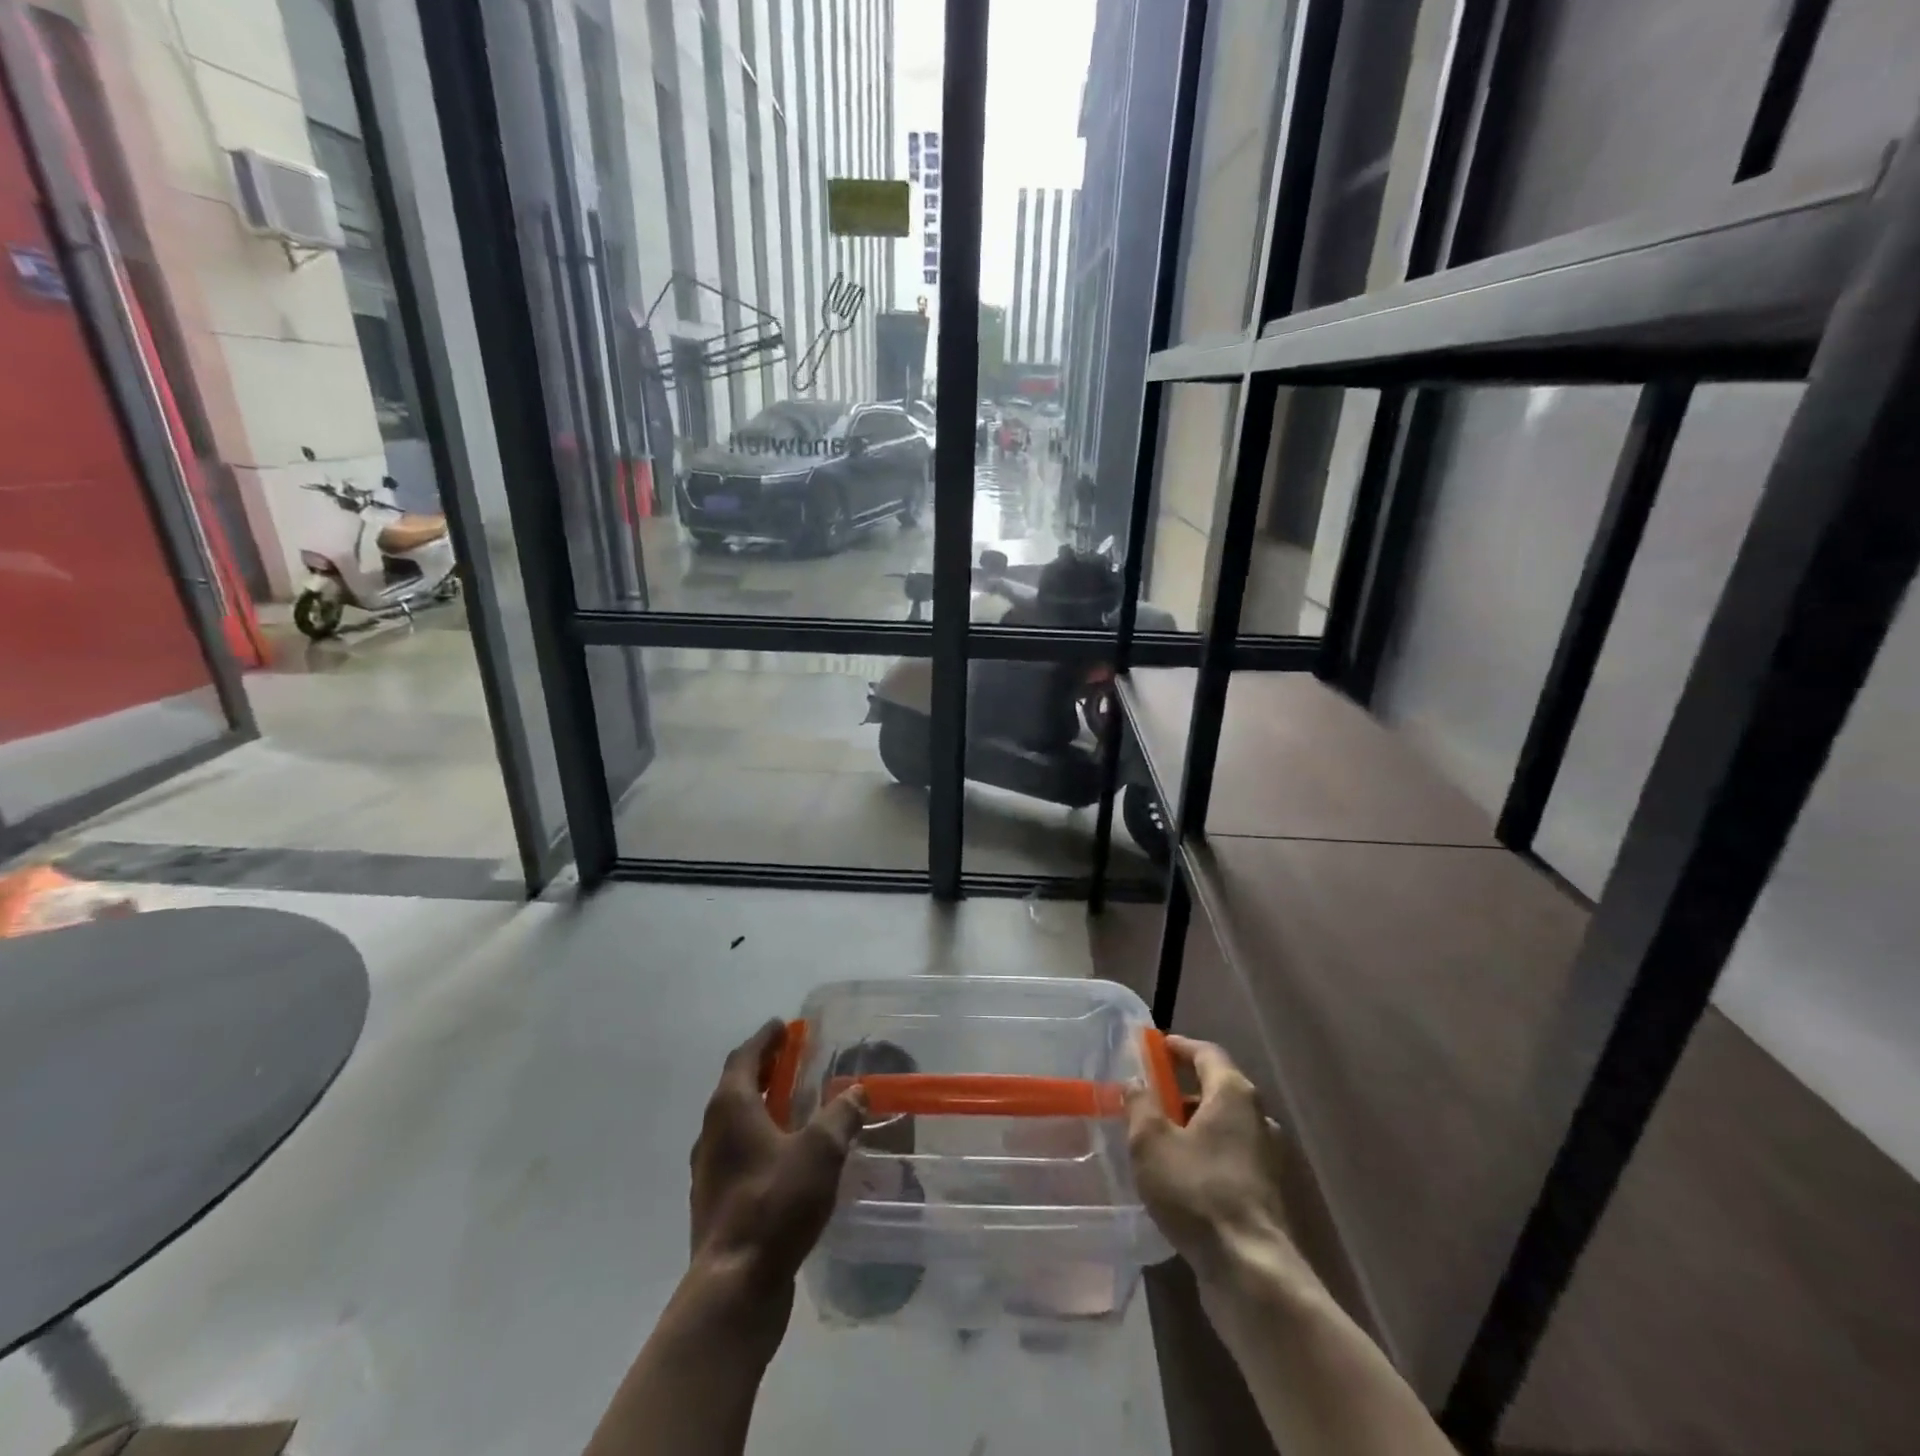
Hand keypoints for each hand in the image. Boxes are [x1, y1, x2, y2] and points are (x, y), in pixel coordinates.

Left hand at [689, 1020, 866, 1302]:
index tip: (783, 1026)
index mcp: (730, 1108)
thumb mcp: (820, 1151)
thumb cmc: (775, 1204)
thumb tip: (856, 1092)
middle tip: (792, 1060)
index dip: (765, 1039)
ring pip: (735, 1123)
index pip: (743, 1057)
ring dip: (761, 1106)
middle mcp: (711, 1133)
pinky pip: (738, 1154)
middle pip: (736, 1087)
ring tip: (793, 1106)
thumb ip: (840, 1115)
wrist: (734, 1288)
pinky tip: (785, 1157)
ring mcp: (709, 1172)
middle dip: (764, 1070)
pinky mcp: (715, 1204)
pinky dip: (759, 1140)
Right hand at [1125, 1036, 1307, 1285]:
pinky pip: (1230, 1154)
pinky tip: (1180, 1173)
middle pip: (1217, 1087)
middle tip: (1149, 1093)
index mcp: (1233, 1093)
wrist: (1250, 1269)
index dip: (1179, 1046)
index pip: (1206, 1053)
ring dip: (1193, 1123)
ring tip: (1158, 1135)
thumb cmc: (1197, 1190)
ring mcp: (1266, 1155)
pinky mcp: (1265, 1190)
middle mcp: (1257, 1116)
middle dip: (1182, 1087)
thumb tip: (1134, 1083)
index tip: (1154, 1047)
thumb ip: (1140, 1105)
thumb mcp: (1151, 1142)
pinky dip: (1205, 1151)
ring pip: (1224, 1124)